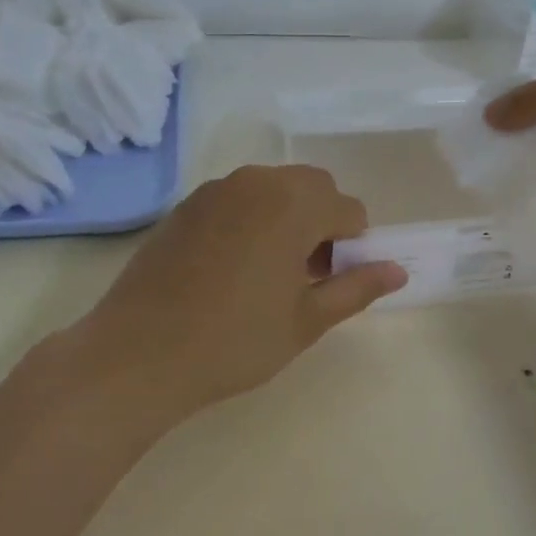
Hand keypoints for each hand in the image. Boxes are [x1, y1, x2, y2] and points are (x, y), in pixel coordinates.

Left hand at [70, 165, 407, 413]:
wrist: (137, 354)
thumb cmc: (234, 340)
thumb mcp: (306, 320)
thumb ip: (357, 288)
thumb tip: (398, 270)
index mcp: (295, 203)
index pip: (349, 209)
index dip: (352, 246)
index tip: (333, 282)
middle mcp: (258, 181)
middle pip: (313, 188)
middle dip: (322, 223)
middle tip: (306, 275)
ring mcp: (217, 189)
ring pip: (275, 189)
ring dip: (288, 217)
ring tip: (269, 272)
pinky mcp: (187, 204)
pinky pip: (239, 198)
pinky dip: (253, 219)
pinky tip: (232, 267)